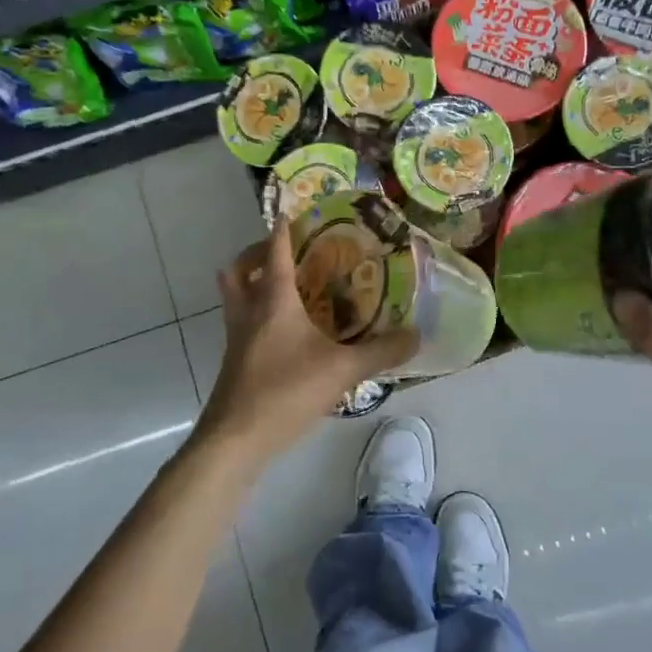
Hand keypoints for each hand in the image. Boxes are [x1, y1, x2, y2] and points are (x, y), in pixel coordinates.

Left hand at [196, 219, 416, 467]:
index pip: (275, 251)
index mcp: (273, 300)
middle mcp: (249, 310)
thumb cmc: (285, 391)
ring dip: (252, 282)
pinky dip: (257, 313)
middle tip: (285, 253)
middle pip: (239, 268)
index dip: (283, 229)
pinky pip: (241, 321)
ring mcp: (236, 336)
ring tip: (285, 286)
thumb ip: (381, 351)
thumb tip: (417, 335)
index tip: (291, 211)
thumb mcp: (343, 370)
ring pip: (234, 295)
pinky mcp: (234, 360)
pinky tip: (286, 331)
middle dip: (256, 253)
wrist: (235, 439)